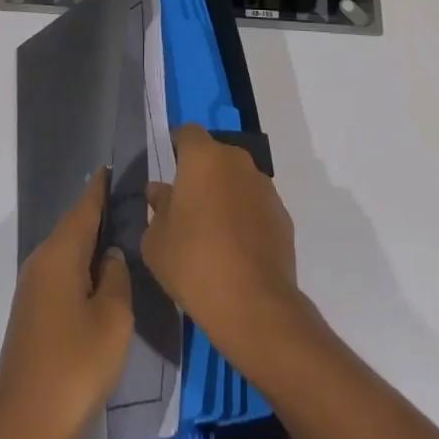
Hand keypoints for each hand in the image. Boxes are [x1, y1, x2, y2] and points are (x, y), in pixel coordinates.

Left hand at [0, 168, 133, 438]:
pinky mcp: (33, 315)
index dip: (103, 185)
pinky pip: (63, 274)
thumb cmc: (72, 369)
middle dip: (101, 212)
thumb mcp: (112, 320)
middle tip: (135, 201)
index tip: (119, 164)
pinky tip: (104, 278)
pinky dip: (84, 267)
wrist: (21, 433)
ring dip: (93, 242)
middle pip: (75, 225)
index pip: (85, 205)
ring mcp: (33, 290)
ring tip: (127, 235)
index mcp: (59, 253)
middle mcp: (41, 261)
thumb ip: (118, 277)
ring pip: (69, 251)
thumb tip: (112, 257)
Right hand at [142, 125, 305, 373]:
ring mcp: (264, 186)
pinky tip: (236, 251)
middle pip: (214, 156)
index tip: (168, 170)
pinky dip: (245, 218)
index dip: (176, 147)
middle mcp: (236, 161)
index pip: (186, 133)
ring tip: (212, 234)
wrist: (254, 304)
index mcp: (203, 157)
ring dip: (225, 196)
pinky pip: (255, 206)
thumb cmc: (194, 263)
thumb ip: (157, 208)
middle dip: (201, 175)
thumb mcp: (156, 241)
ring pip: (237, 181)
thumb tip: (160, 191)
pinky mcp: (282, 214)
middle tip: (186, 208)